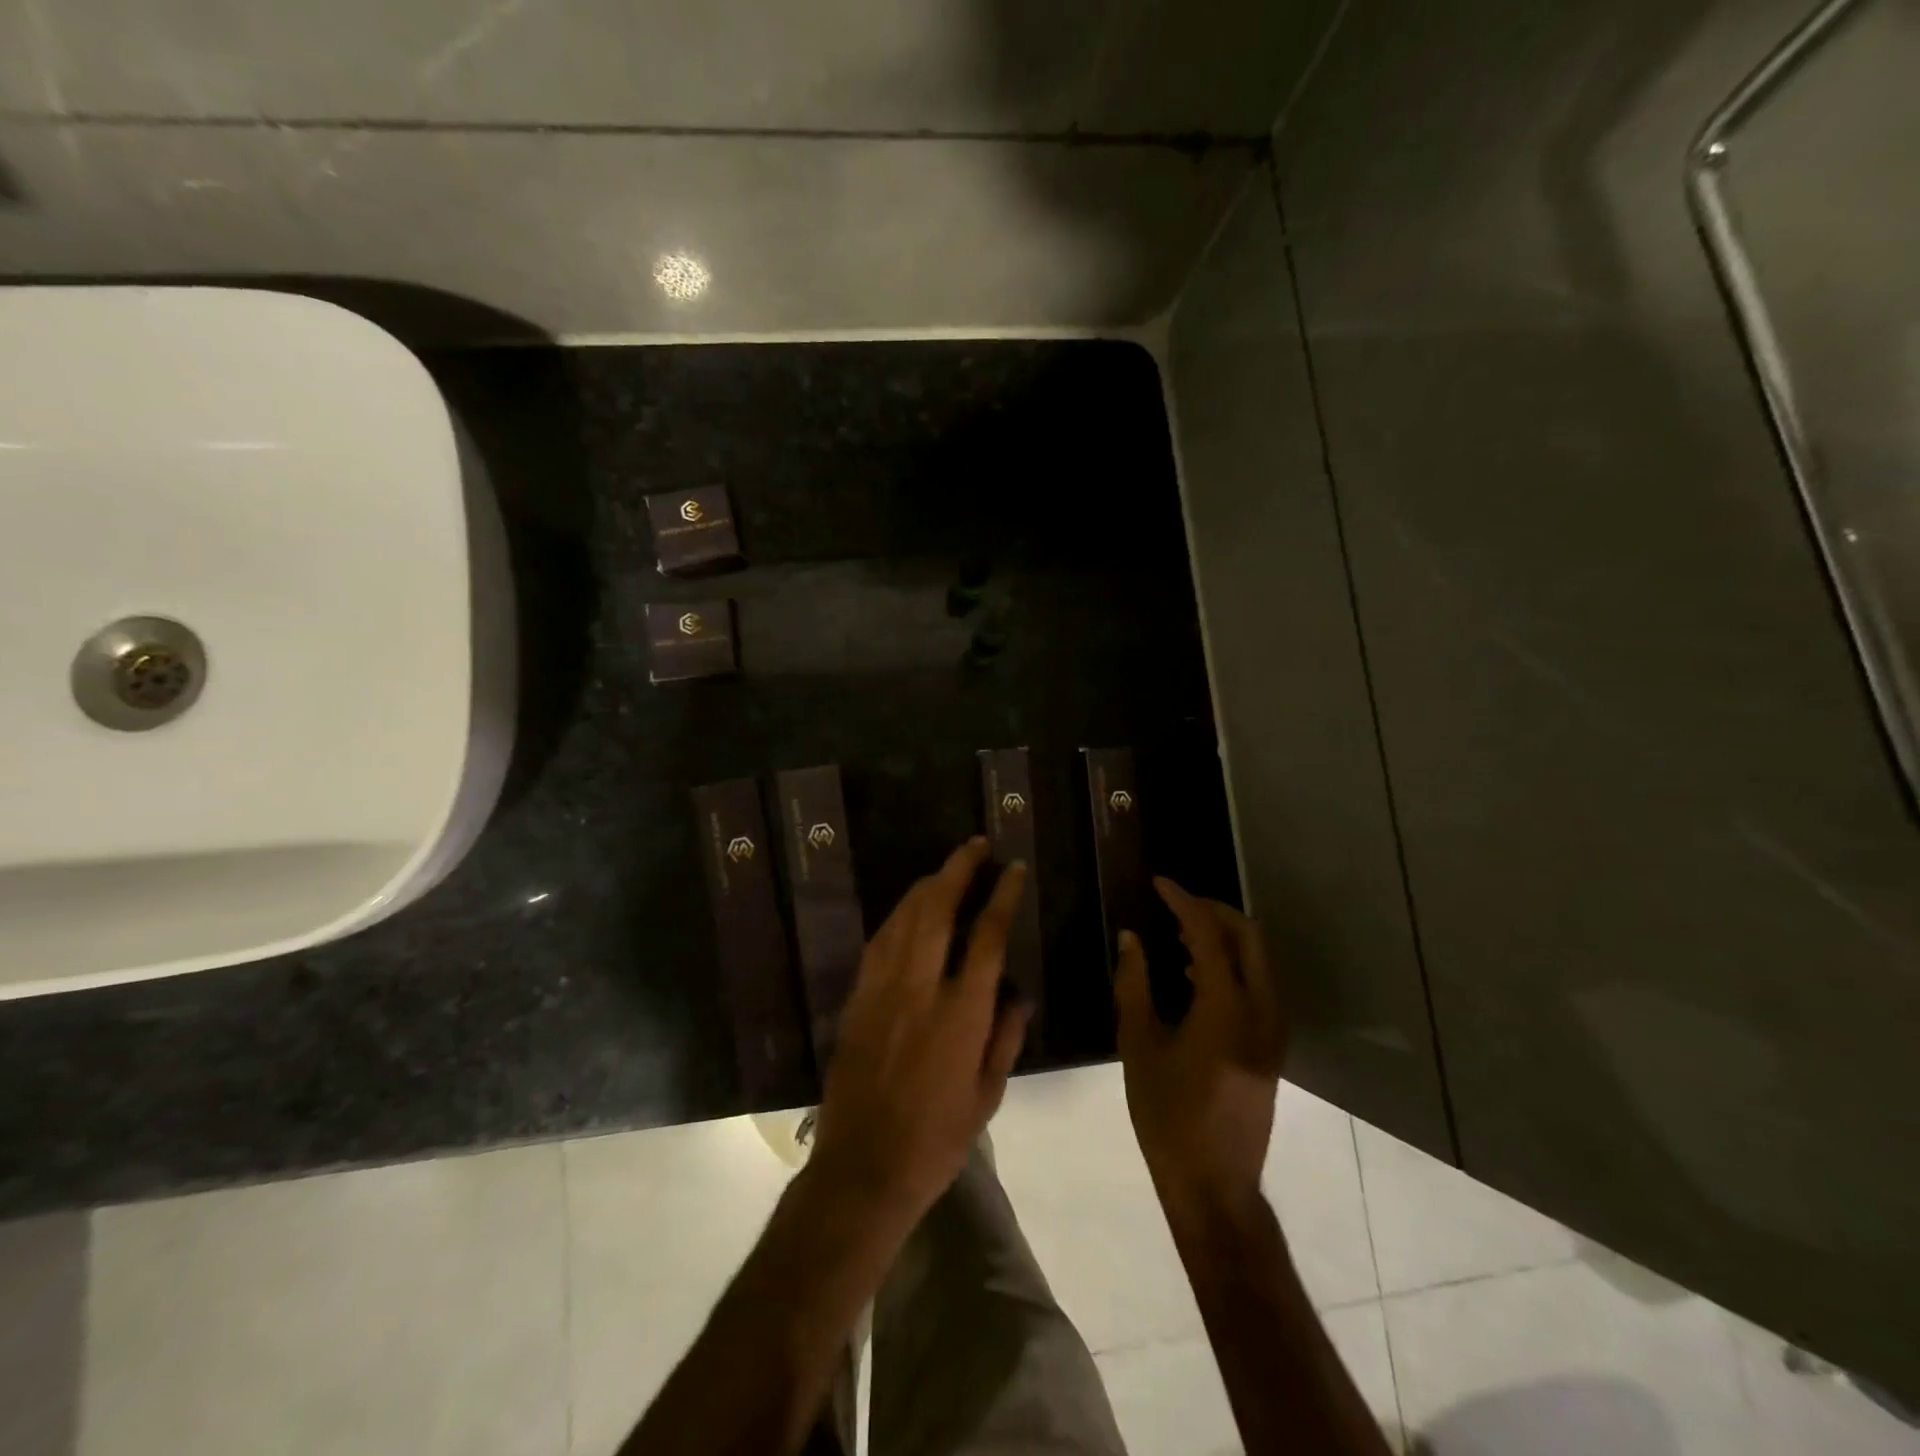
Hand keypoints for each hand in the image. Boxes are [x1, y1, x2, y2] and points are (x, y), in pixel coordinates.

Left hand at [808, 837, 1031, 1229]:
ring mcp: (883, 990)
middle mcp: (921, 988)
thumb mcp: (987, 1096)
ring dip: (926, 885)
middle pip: (939, 910)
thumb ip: (1005, 1037)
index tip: (1013, 869)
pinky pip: (879, 942)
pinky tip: (908, 909)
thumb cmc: (936, 1140)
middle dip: (958, 869)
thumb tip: (1018, 994)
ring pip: (904, 918)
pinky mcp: (857, 999)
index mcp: (962, 1013)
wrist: (863, 1168)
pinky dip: (897, 916)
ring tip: (946, 867)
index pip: (987, 936)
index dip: (1002, 895)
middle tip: (975, 845)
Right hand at [1115, 879, 1286, 1230]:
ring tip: (1178, 934)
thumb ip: (1134, 985)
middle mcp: (1260, 1011)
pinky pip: (1258, 985)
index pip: (1208, 933)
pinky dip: (1231, 964)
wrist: (1214, 1183)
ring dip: (1223, 937)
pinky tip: (1193, 975)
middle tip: (1174, 904)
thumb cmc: (1167, 1115)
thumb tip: (1131, 938)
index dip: (1183, 901)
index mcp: (1226, 1008)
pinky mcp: (1272, 1047)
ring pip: (1258, 960)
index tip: (1158, 883)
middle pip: (1248, 937)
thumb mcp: (1139, 1045)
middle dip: (1213, 911)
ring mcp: (1273, 1030)